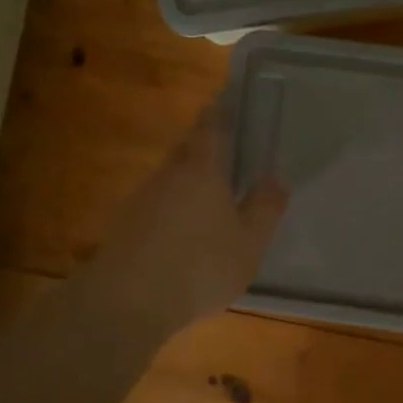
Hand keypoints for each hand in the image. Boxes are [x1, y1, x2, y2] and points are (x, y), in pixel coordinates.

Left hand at [82, 104, 288, 340]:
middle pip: (187, 147)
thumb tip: (276, 177)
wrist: (127, 301)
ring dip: (188, 178)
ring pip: (170, 176)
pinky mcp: (126, 224)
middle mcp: (170, 173)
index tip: (226, 101)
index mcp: (203, 169)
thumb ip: (265, 208)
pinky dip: (173, 206)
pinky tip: (183, 230)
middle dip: (203, 144)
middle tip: (225, 150)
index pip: (211, 127)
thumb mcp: (249, 243)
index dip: (219, 112)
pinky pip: (157, 203)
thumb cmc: (199, 266)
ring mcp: (143, 198)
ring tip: (209, 195)